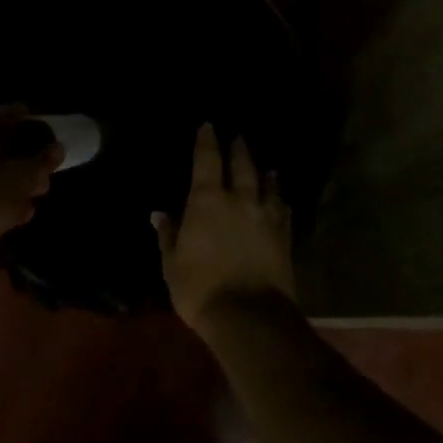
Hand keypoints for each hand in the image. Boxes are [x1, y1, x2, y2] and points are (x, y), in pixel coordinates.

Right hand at [154, 124, 293, 333]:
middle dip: (238, 150)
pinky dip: (280, 202)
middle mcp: (239, 201)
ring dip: (265, 174)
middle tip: (238, 137)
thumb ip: (169, 235)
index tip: (208, 125)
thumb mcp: (172, 264)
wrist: (249, 317)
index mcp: (208, 201)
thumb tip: (159, 213)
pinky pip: (282, 212)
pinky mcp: (283, 238)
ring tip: (267, 167)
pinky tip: (281, 201)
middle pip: (242, 167)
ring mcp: (265, 218)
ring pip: (267, 187)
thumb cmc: (200, 288)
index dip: (207, 141)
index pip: (207, 161)